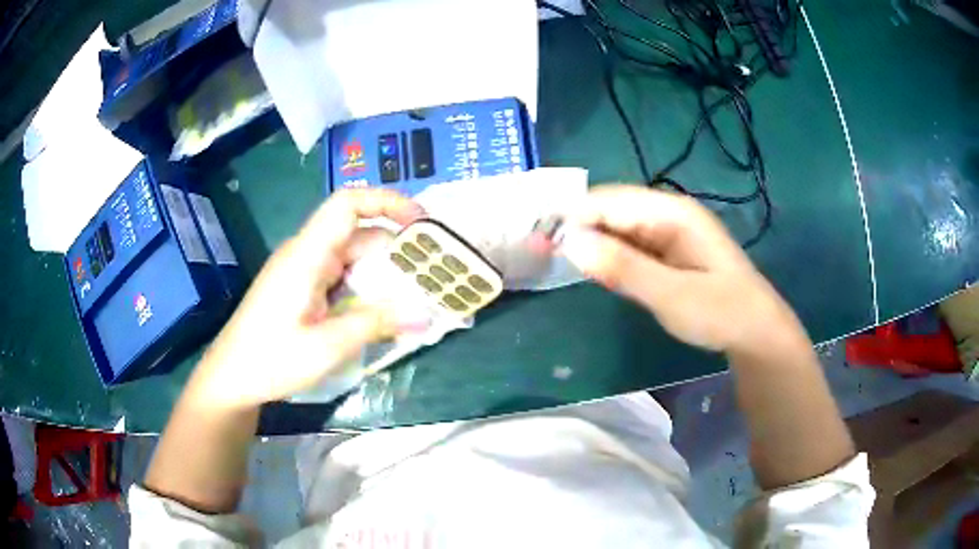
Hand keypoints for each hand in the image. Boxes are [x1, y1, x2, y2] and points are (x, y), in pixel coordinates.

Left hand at [186, 189, 430, 409]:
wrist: (231, 378)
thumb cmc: (271, 360)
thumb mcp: (327, 346)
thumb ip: (376, 324)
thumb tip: (425, 315)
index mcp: (306, 255)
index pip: (347, 205)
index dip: (386, 202)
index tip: (421, 223)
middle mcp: (306, 254)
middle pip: (357, 235)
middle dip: (395, 250)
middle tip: (431, 275)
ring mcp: (303, 272)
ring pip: (352, 259)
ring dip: (382, 274)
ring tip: (416, 297)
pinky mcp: (302, 289)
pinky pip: (341, 278)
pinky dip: (365, 289)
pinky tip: (383, 313)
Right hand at [559, 185, 803, 353]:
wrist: (754, 332)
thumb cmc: (720, 312)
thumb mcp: (672, 294)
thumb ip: (622, 269)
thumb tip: (571, 244)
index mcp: (672, 212)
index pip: (610, 201)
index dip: (573, 215)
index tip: (538, 237)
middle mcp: (666, 214)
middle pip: (610, 210)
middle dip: (577, 227)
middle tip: (541, 252)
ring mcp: (666, 233)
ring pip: (616, 228)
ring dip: (589, 241)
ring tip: (555, 258)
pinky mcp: (665, 253)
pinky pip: (628, 246)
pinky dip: (607, 255)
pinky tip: (592, 268)